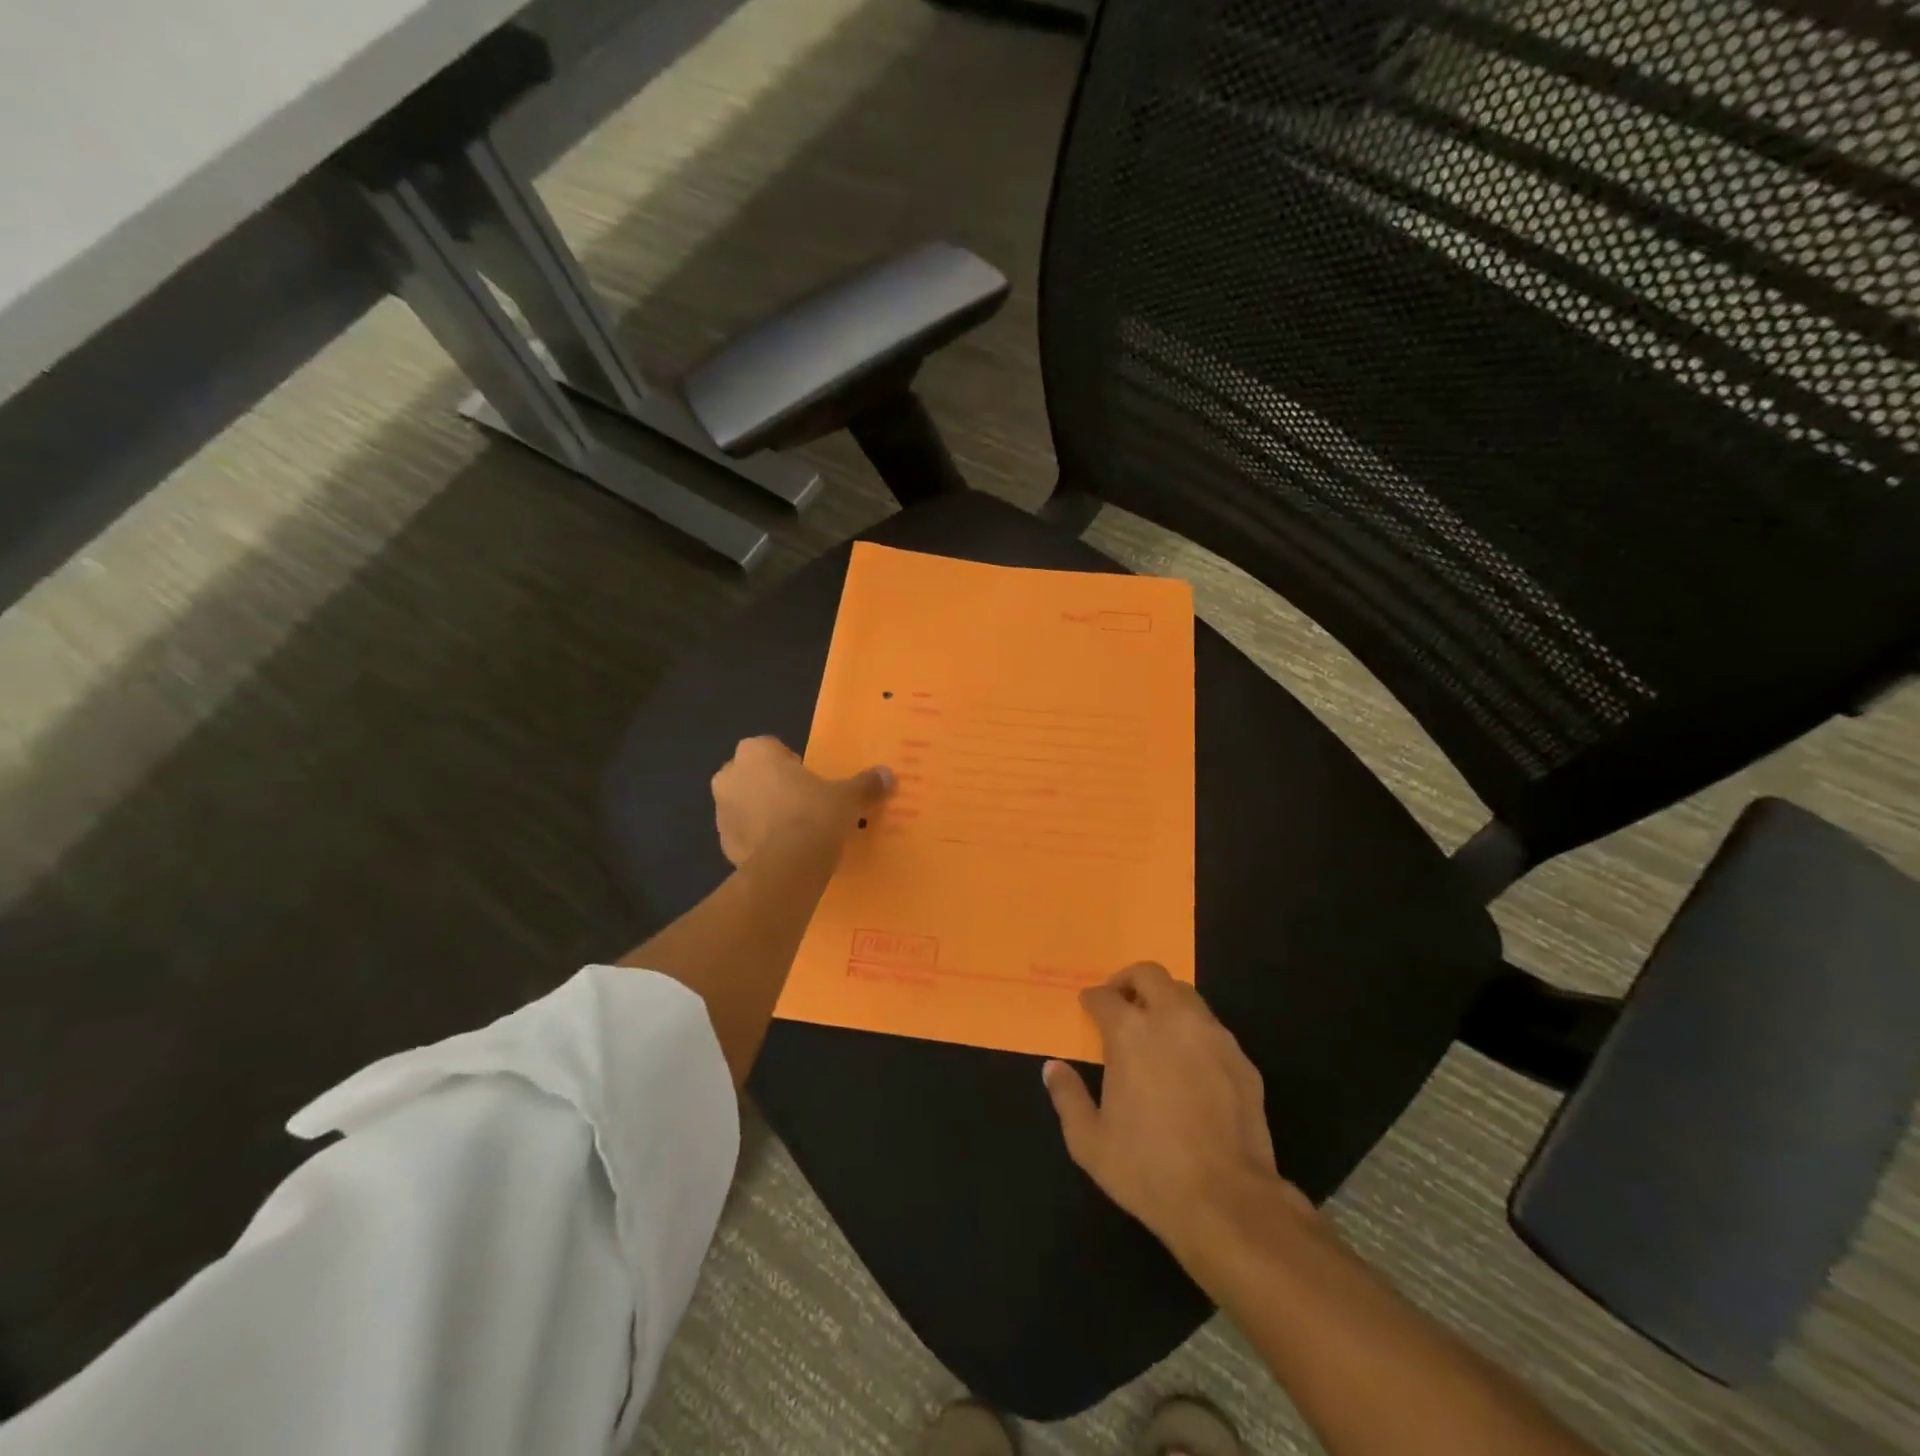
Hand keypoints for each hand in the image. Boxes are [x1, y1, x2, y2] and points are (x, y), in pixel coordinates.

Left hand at [711, 736, 892, 866]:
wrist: (789, 866)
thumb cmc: (815, 814)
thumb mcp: (848, 796)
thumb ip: (865, 784)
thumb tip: (887, 775)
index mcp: (755, 753)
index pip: (769, 747)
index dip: (789, 763)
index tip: (809, 779)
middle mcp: (730, 776)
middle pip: (753, 776)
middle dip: (772, 787)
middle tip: (804, 803)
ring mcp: (721, 813)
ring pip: (745, 806)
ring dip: (764, 814)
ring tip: (796, 832)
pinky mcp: (723, 845)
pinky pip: (745, 836)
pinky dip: (760, 841)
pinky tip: (786, 853)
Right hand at [1043, 962, 1310, 1260]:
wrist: (1227, 1202)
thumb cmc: (1147, 1169)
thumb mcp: (1089, 1141)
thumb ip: (1067, 1096)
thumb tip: (1053, 1067)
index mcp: (1130, 1032)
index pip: (1105, 996)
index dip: (1092, 999)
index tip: (1088, 1006)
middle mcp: (1173, 1020)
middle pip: (1150, 974)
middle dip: (1130, 980)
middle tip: (1121, 1002)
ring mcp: (1213, 1036)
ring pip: (1186, 995)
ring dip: (1165, 1001)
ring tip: (1155, 1028)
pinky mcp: (1242, 1060)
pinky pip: (1212, 1029)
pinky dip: (1194, 1032)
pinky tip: (1189, 1063)